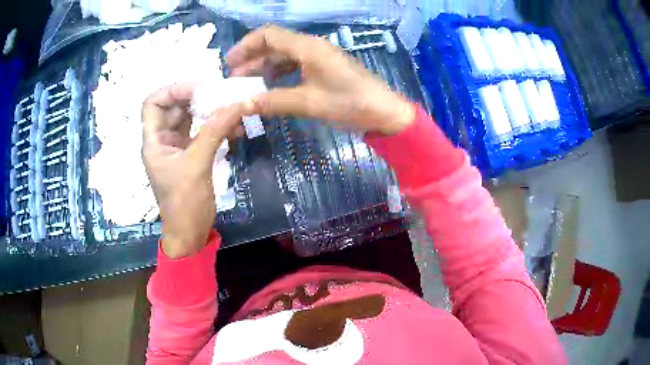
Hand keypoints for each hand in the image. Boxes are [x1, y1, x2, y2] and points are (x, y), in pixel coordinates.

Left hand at [141, 82, 242, 258]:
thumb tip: (237, 104)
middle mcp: (163, 140)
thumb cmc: (184, 203)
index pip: (153, 103)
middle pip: (175, 107)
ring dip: (210, 112)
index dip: (173, 91)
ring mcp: (177, 147)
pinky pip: (203, 132)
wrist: (190, 233)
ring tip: (232, 109)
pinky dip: (217, 127)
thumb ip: (214, 131)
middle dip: (197, 98)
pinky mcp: (191, 155)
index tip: (199, 89)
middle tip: (222, 94)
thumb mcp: (197, 165)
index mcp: (154, 141)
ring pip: (191, 118)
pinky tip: (235, 129)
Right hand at [227, 25, 414, 134]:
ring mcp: (319, 56)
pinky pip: (296, 64)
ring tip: (248, 83)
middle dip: (251, 57)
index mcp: (308, 48)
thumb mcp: (310, 103)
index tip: (230, 63)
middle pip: (274, 43)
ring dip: (264, 66)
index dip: (245, 46)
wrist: (385, 112)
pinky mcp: (325, 67)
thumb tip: (244, 105)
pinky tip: (271, 85)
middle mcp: (312, 46)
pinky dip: (280, 72)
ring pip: (284, 54)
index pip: (269, 35)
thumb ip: (274, 101)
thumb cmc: (350, 104)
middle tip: (234, 77)